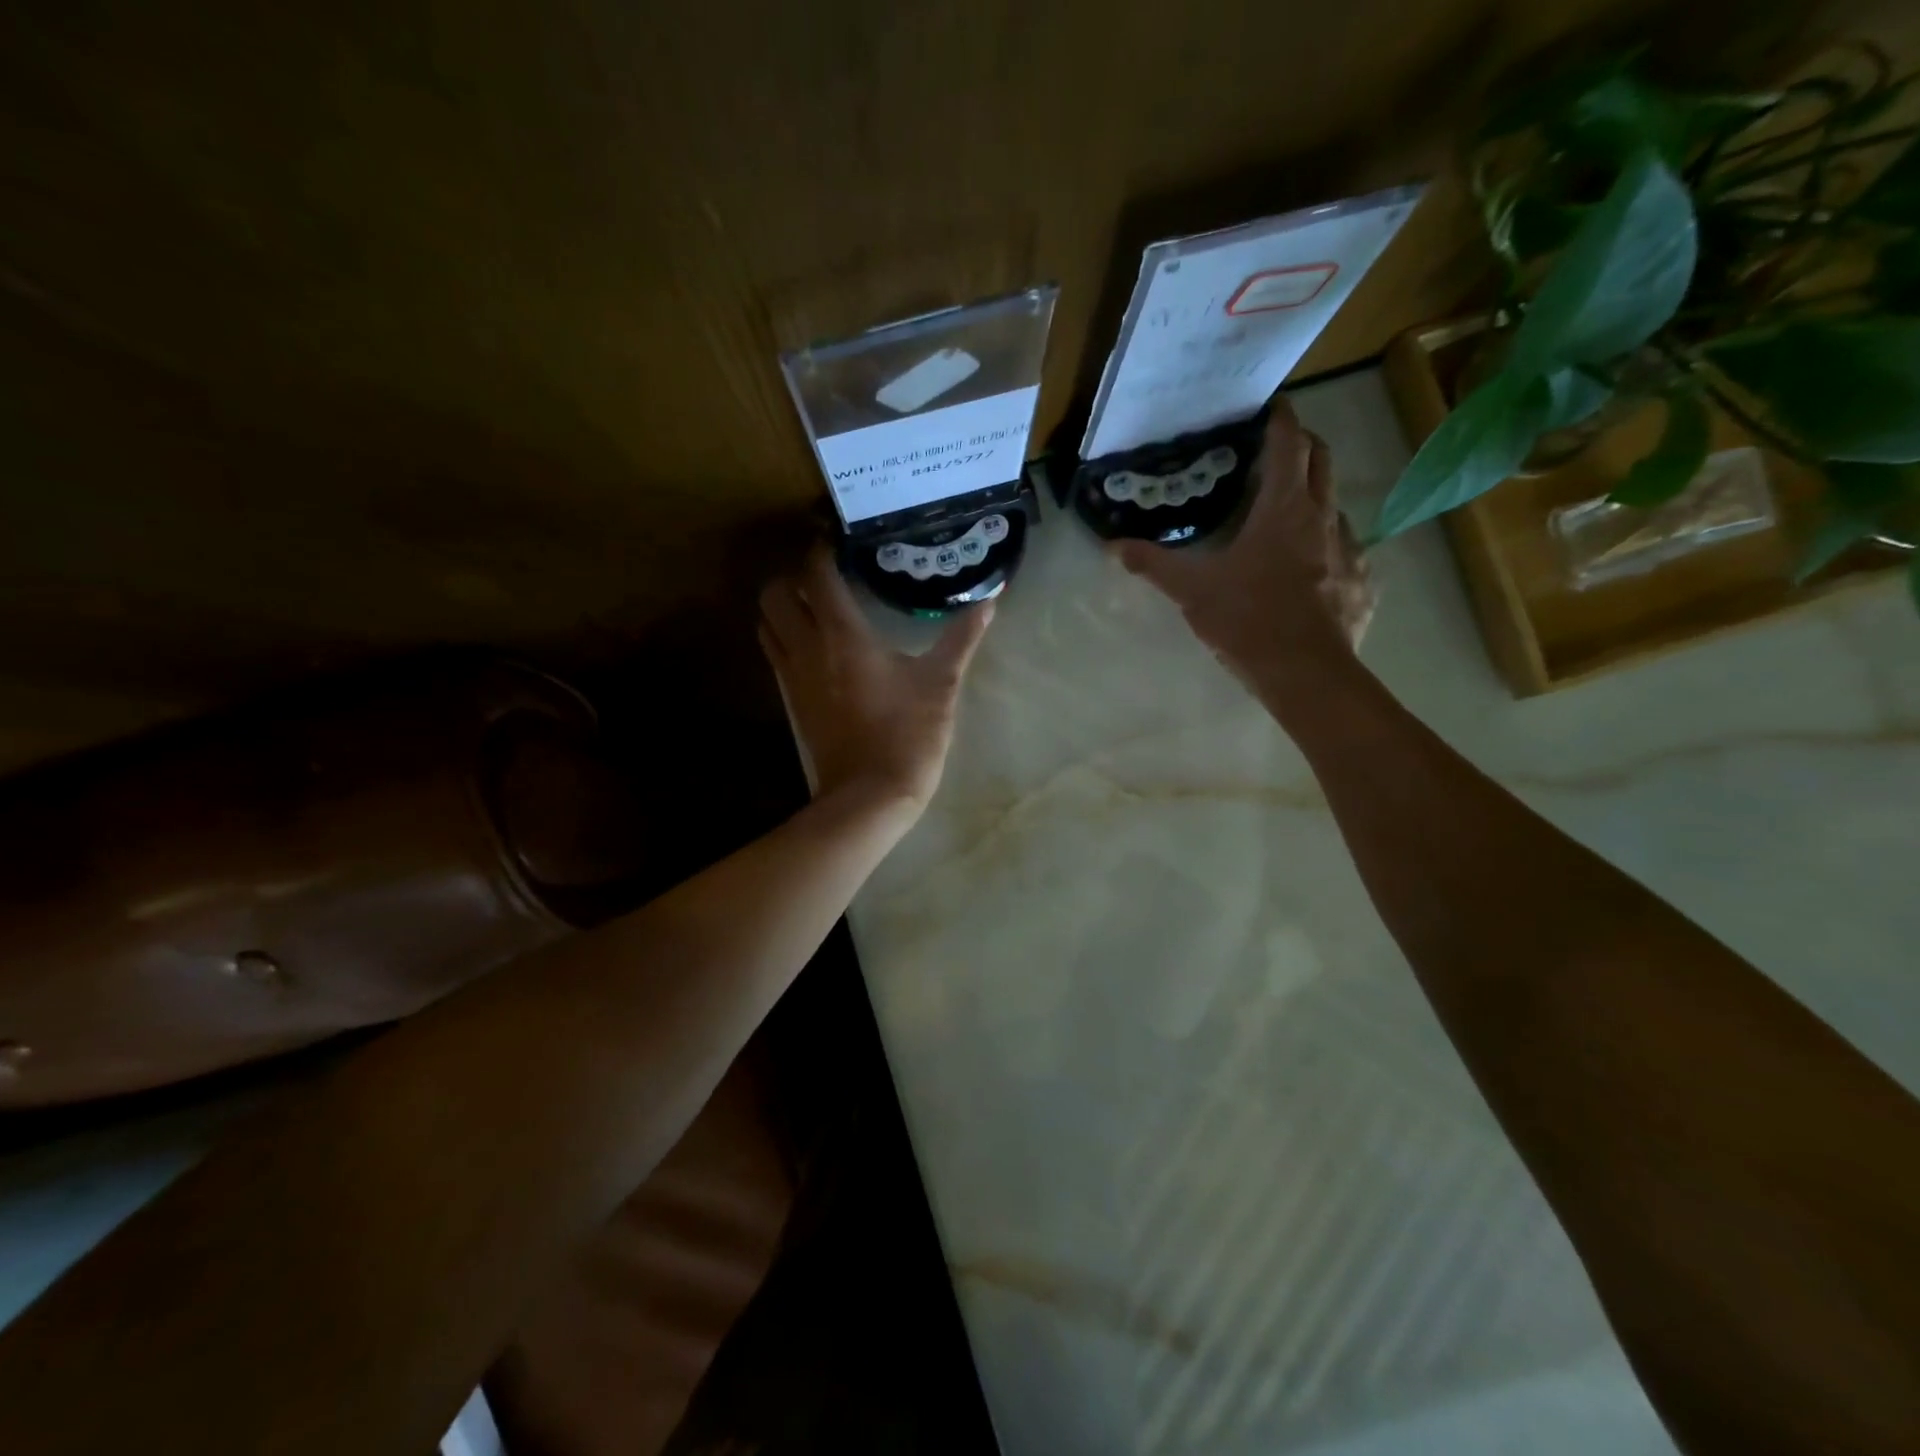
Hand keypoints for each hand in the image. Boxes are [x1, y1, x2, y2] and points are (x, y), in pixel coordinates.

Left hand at [758, 545, 993, 812]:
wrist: (870, 796)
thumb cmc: (908, 735)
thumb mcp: (941, 684)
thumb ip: (962, 638)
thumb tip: (990, 600)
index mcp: (842, 635)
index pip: (815, 574)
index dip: (820, 550)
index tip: (837, 541)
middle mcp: (807, 648)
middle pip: (774, 594)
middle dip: (792, 576)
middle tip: (825, 577)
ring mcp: (792, 677)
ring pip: (767, 624)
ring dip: (783, 607)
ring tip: (816, 606)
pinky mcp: (792, 702)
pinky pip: (775, 655)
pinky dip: (785, 637)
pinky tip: (815, 645)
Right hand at [1114, 399, 1374, 691]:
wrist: (1305, 673)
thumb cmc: (1248, 620)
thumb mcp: (1192, 591)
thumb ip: (1153, 565)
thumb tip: (1113, 546)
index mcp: (1284, 508)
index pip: (1290, 443)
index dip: (1282, 419)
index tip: (1271, 406)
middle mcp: (1324, 517)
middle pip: (1322, 460)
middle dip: (1303, 445)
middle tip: (1276, 451)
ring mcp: (1350, 550)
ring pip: (1335, 506)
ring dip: (1315, 499)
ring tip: (1288, 516)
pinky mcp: (1362, 583)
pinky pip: (1347, 552)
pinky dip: (1328, 548)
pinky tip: (1310, 571)